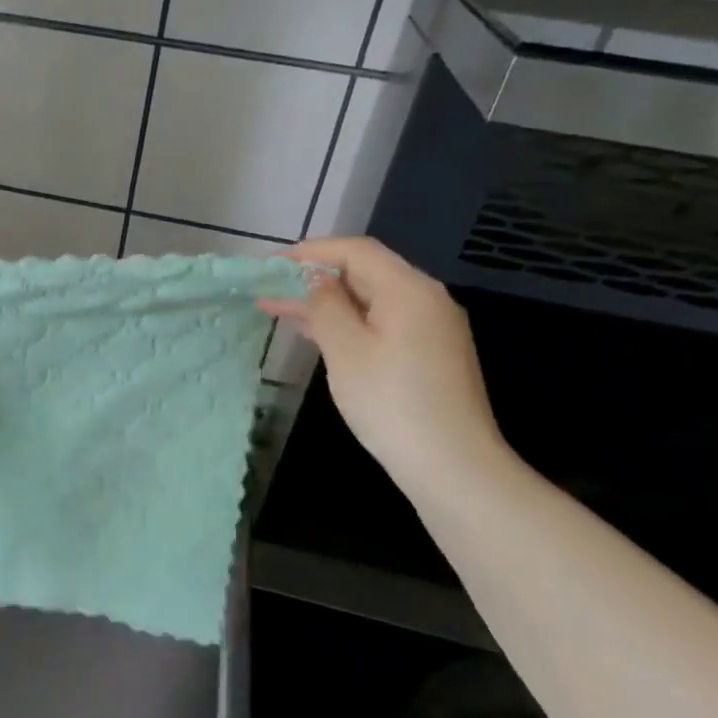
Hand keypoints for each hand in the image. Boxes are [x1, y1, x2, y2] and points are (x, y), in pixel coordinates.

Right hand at [259, 236, 512, 506]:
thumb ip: (325, 304)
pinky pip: (379, 324)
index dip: (309, 252)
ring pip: (369, 301)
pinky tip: (315, 334)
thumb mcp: (345, 348)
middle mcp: (425, 300)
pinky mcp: (427, 355)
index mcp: (409, 289)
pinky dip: (345, 323)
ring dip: (324, 303)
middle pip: (364, 273)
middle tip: (266, 288)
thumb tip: (314, 277)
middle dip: (313, 277)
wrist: (451, 466)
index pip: (356, 250)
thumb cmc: (391, 402)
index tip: (269, 265)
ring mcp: (429, 329)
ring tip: (277, 309)